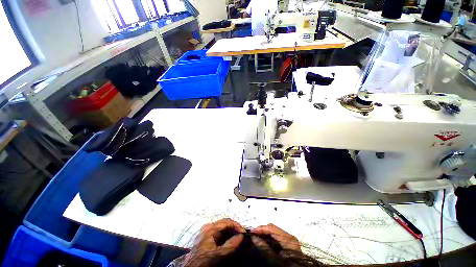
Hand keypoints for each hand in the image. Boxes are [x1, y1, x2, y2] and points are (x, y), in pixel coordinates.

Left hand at [185, 219, 244, 265]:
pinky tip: (228, 237)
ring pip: (221, 225)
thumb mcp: (220, 254)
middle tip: (241, 233)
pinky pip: (218, 230)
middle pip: (224, 222)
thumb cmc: (205, 260)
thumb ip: (231, 244)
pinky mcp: (205, 235)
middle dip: (233, 227)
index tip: (244, 232)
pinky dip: (225, 232)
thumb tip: (241, 236)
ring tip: (236, 235)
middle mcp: (208, 226)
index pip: (227, 221)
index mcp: (211, 228)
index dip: (237, 226)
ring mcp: (206, 230)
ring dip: (230, 229)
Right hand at [251, 223, 300, 252]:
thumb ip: (265, 248)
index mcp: (288, 238)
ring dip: (265, 233)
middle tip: (253, 235)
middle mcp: (289, 236)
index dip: (261, 228)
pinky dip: (269, 237)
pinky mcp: (289, 244)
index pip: (272, 228)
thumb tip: (253, 237)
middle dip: (262, 230)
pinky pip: (277, 236)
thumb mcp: (275, 259)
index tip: (251, 232)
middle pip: (273, 228)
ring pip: (274, 231)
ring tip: (256, 237)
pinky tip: (264, 240)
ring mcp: (290, 239)